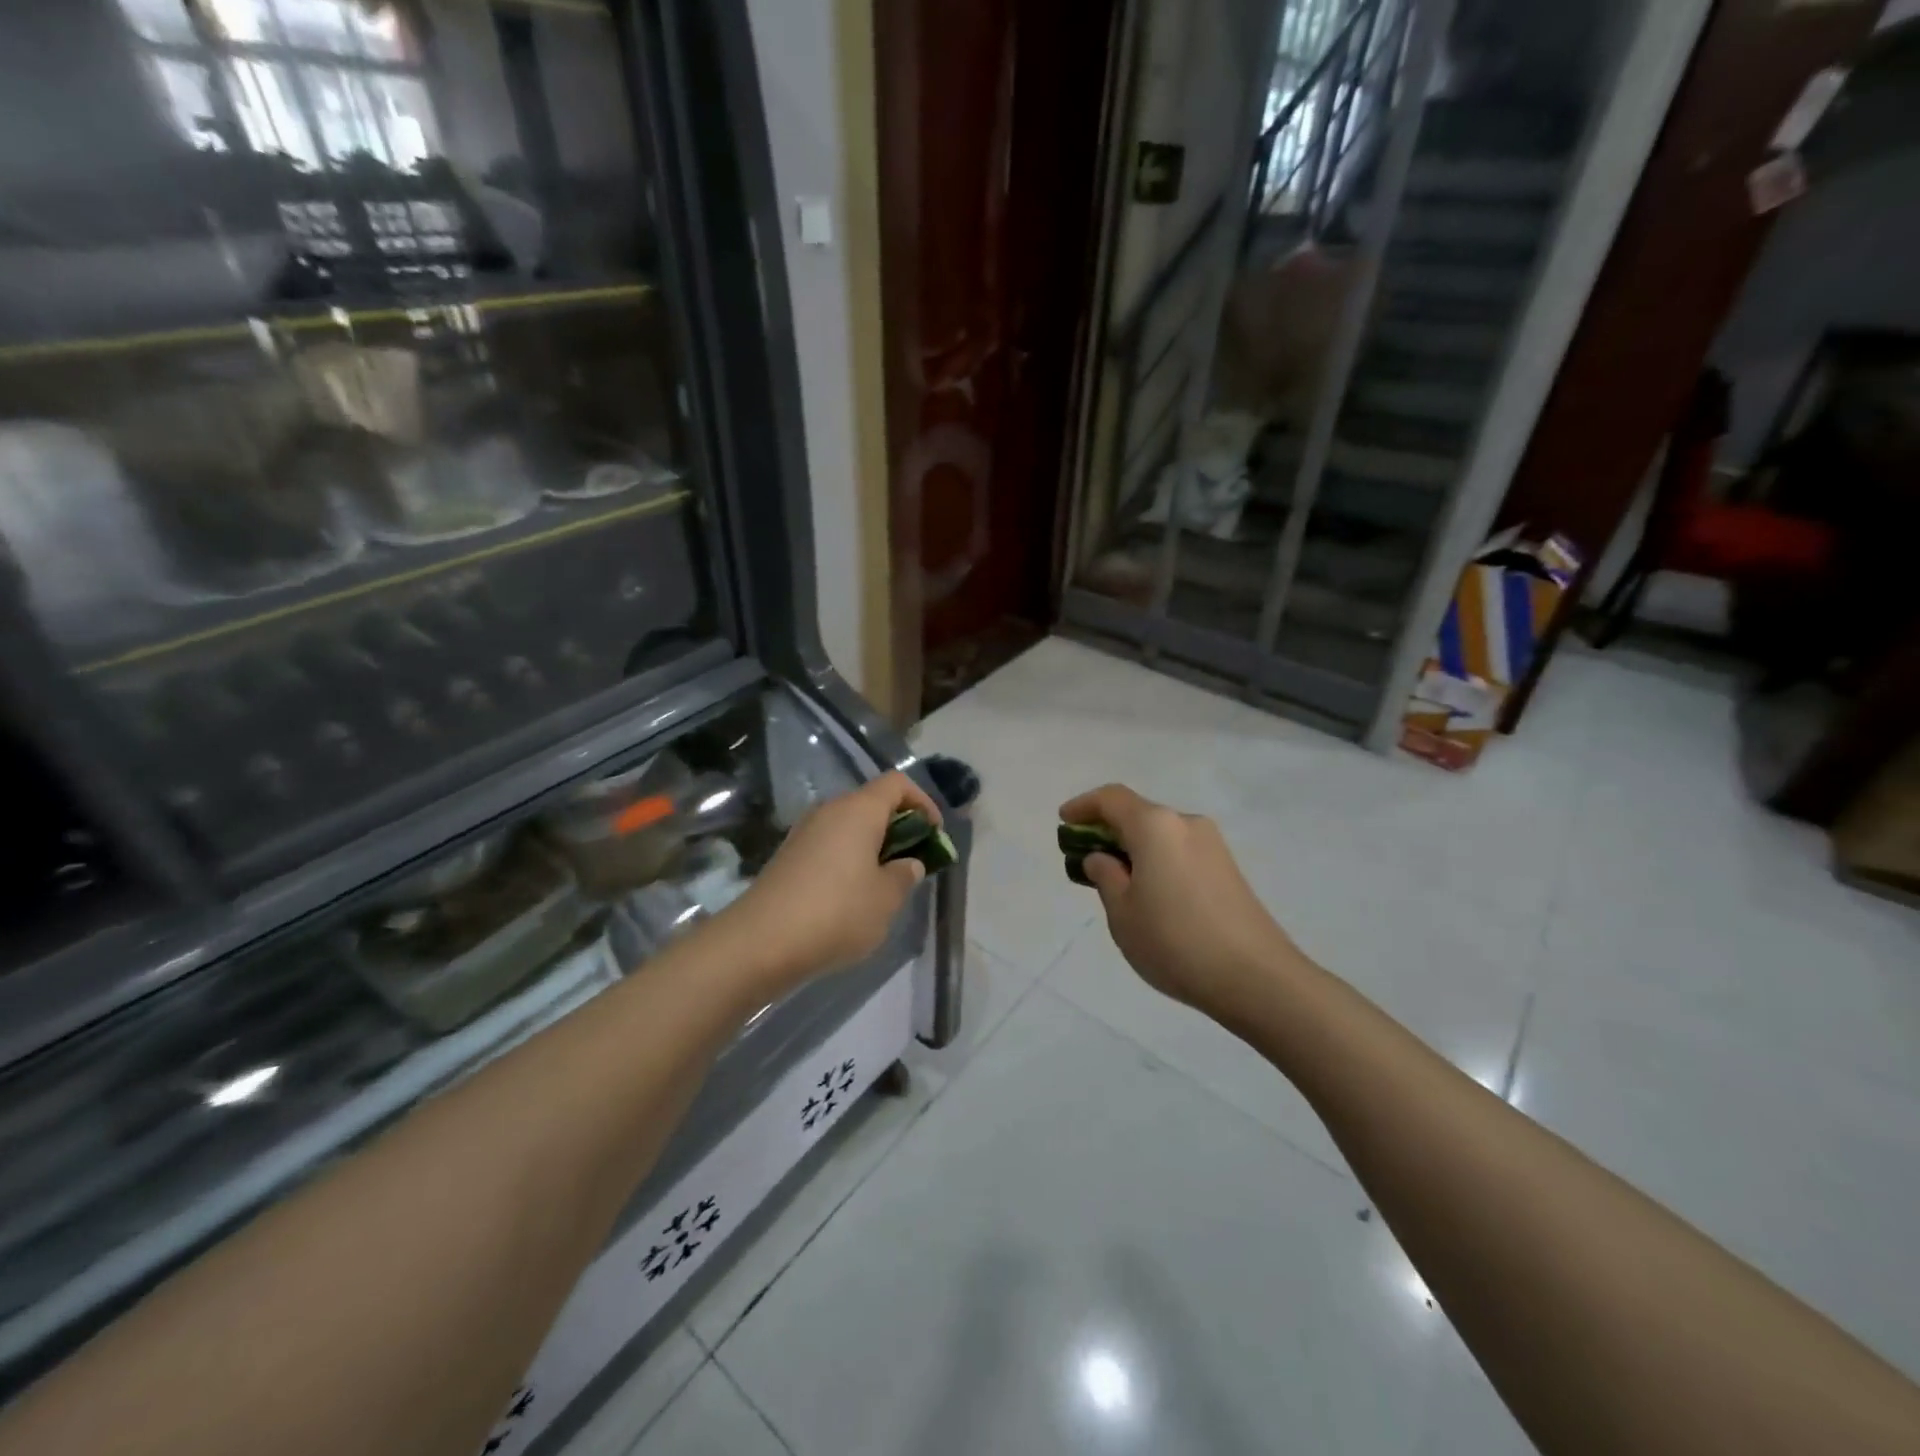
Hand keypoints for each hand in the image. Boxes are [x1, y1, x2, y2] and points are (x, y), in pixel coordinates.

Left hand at [725, 772, 940, 990]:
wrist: (759, 942)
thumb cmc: (836, 913)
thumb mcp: (886, 899)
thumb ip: (905, 875)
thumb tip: (907, 864)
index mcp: (858, 810)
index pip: (898, 784)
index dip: (923, 802)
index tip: (934, 835)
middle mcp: (829, 810)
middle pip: (872, 803)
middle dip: (899, 827)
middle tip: (913, 862)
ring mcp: (804, 832)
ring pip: (850, 826)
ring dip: (873, 846)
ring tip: (885, 884)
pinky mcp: (789, 856)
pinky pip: (830, 845)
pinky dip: (849, 859)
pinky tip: (852, 897)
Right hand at [1059, 784, 1300, 1021]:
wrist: (1257, 978)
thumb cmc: (1175, 941)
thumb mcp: (1122, 913)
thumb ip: (1106, 877)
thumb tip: (1103, 859)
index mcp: (1156, 826)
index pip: (1112, 798)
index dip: (1084, 806)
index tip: (1064, 821)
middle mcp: (1187, 824)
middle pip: (1139, 814)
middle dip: (1109, 830)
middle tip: (1085, 858)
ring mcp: (1213, 846)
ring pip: (1162, 835)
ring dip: (1134, 848)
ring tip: (1117, 883)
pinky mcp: (1228, 870)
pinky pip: (1180, 852)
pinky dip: (1157, 861)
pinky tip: (1151, 895)